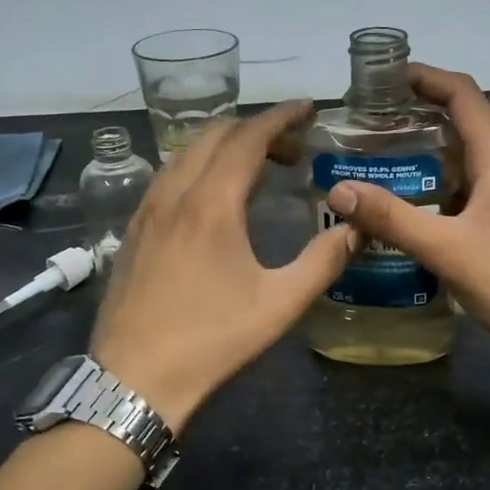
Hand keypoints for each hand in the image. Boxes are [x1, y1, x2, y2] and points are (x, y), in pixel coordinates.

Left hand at [89, 99, 355, 431]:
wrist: (134, 380)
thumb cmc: (211, 341)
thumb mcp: (280, 304)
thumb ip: (323, 262)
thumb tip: (355, 229)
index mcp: (211, 204)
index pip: (248, 138)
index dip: (281, 117)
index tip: (308, 108)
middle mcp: (175, 195)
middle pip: (214, 136)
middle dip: (256, 129)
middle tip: (293, 148)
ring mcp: (147, 211)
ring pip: (186, 154)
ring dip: (225, 147)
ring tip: (258, 168)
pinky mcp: (134, 231)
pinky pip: (168, 177)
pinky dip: (198, 167)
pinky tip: (214, 197)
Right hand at [321, 65, 489, 370]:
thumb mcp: (445, 249)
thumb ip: (391, 218)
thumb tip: (339, 190)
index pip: (463, 94)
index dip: (426, 77)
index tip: (385, 78)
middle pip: (465, 119)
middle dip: (420, 111)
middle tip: (372, 120)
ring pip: (467, 154)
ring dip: (429, 148)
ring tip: (383, 155)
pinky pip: (471, 183)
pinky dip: (440, 180)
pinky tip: (412, 200)